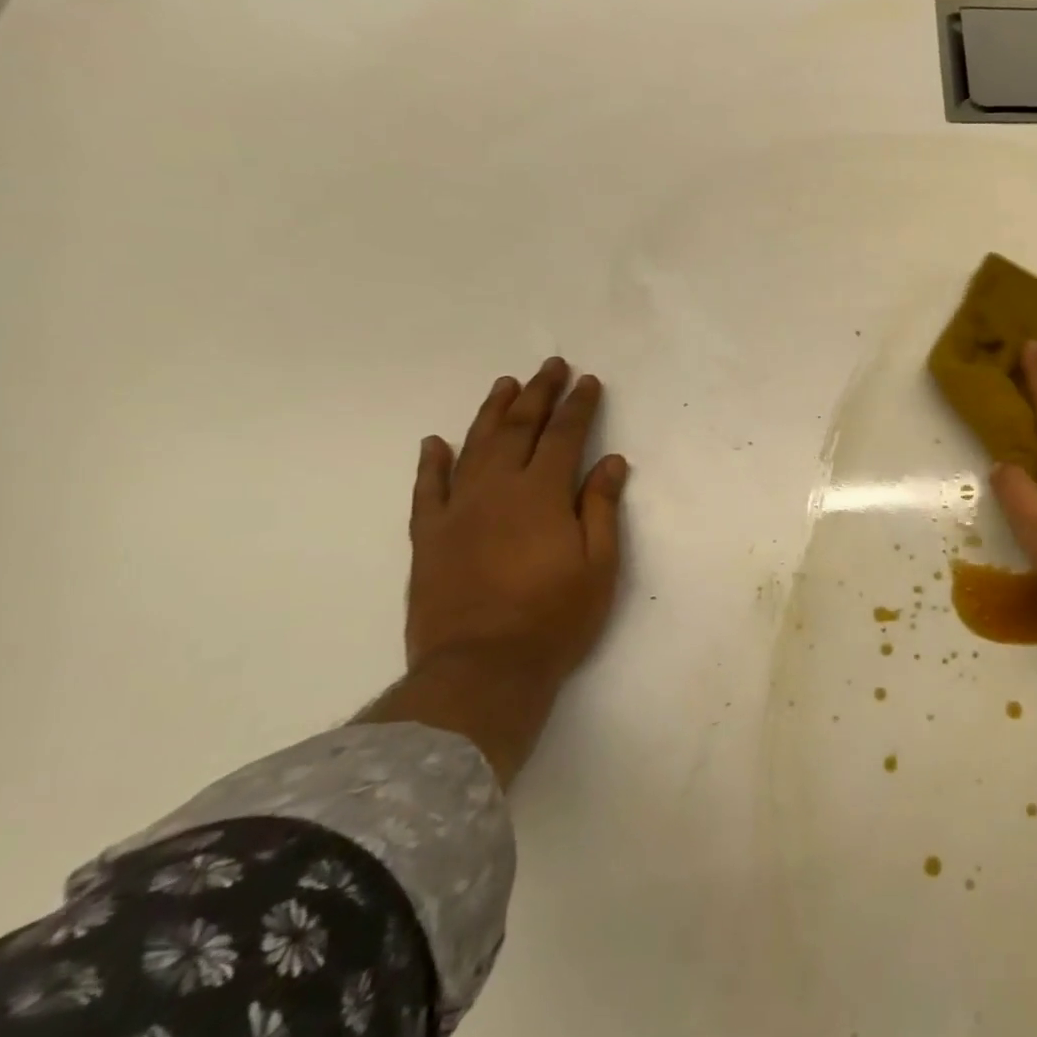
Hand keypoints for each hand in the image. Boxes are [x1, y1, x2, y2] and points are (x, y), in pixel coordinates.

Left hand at [405, 357, 629, 686]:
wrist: (481, 670)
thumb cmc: (555, 618)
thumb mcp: (599, 564)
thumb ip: (601, 507)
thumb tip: (610, 461)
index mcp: (542, 495)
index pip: (565, 436)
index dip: (579, 406)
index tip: (589, 381)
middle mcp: (496, 491)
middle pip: (518, 430)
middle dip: (538, 394)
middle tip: (550, 366)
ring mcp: (456, 512)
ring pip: (473, 448)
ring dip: (491, 413)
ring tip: (506, 385)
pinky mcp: (428, 538)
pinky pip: (426, 490)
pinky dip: (431, 463)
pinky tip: (435, 443)